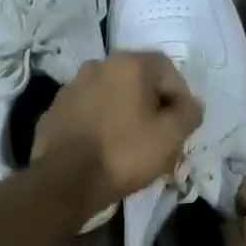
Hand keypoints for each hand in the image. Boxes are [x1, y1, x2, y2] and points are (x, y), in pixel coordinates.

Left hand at [34, 53, 202, 216]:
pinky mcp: (55, 110)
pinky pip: (89, 112)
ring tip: (132, 146)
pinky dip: (101, 124)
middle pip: (138, 81)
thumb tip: (191, 105)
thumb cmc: (124, 153)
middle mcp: (98, 66)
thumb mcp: (171, 136)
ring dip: (126, 114)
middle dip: (153, 106)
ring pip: (112, 96)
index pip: (168, 70)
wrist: (64, 180)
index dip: (180, 97)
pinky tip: (104, 149)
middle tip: (160, 137)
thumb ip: (189, 113)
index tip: (181, 126)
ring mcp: (72, 87)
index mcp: (128, 64)